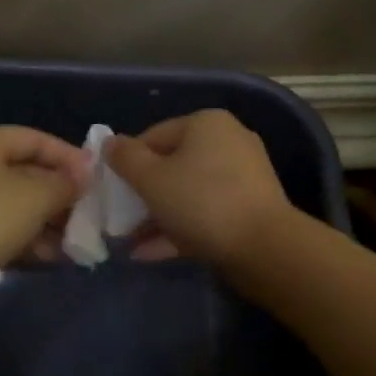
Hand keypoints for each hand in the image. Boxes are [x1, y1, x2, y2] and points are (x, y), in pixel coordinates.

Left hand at [0, 126, 87, 304]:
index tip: (97, 179)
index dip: (68, 156)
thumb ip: (65, 183)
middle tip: (89, 214)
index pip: (34, 138)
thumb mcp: (35, 196)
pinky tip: (51, 258)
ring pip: (13, 205)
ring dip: (46, 222)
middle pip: (24, 172)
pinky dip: (25, 240)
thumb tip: (84, 176)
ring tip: (76, 241)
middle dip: (59, 194)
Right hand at [106, 110, 294, 267]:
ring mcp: (243, 176)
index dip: (127, 162)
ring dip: (157, 215)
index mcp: (205, 123)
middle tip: (120, 218)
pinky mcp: (250, 208)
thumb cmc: (201, 201)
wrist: (265, 247)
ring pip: (188, 192)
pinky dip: (179, 228)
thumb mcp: (151, 178)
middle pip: (172, 164)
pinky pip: (206, 212)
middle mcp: (228, 141)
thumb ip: (125, 158)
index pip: (154, 135)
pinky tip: (151, 252)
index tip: (111, 191)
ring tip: (130, 242)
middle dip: (142, 194)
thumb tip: (110, 143)